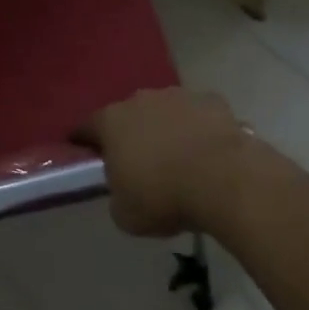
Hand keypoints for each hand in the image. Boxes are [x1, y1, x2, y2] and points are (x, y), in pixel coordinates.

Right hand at [77, 88, 254, 236]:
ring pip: (165, 112)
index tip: (85, 155)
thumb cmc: (164, 196)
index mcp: (111, 121)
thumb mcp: (126, 214)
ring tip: (180, 159)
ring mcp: (178, 96)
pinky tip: (209, 153)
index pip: (86, 128)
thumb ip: (117, 196)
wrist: (225, 179)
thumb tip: (124, 189)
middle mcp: (140, 100)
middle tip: (140, 163)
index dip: (83, 142)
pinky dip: (200, 129)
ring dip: (167, 129)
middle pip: (128, 115)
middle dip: (131, 135)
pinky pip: (199, 115)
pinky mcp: (212, 101)